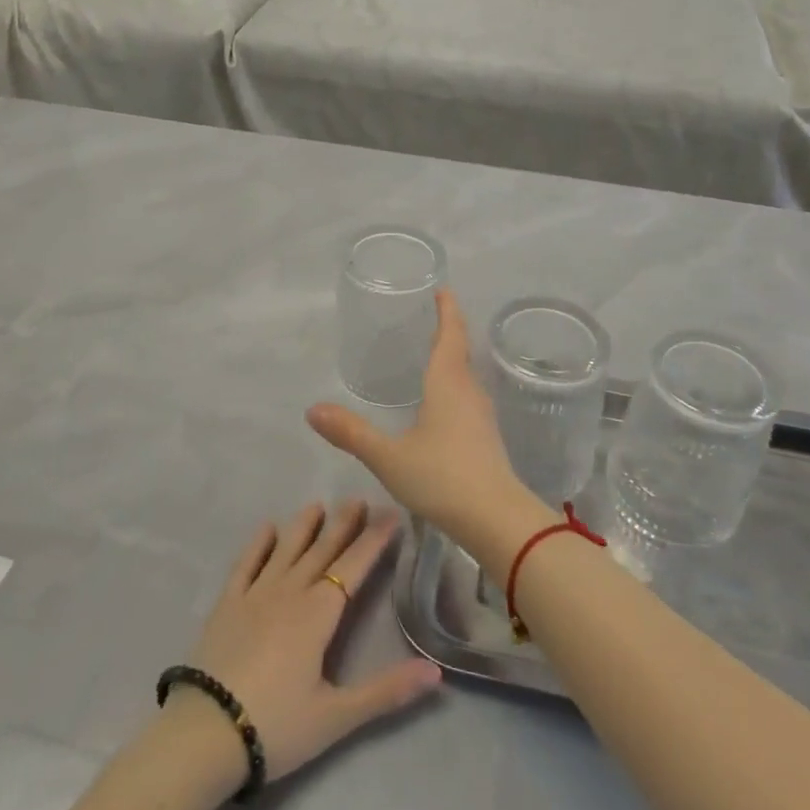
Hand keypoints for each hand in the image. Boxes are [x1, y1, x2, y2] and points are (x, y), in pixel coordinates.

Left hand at [181, 499, 441, 784]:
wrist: (205, 734)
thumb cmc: (276, 725)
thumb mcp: (336, 717)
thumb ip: (386, 691)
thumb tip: (436, 671)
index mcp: (318, 614)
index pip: (353, 567)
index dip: (374, 540)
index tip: (391, 514)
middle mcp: (289, 593)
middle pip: (322, 551)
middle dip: (343, 525)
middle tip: (358, 500)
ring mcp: (255, 595)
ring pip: (286, 550)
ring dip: (304, 527)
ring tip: (318, 505)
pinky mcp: (227, 605)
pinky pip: (246, 564)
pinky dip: (258, 544)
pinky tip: (267, 528)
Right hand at [306, 290, 554, 565]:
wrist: (497, 519)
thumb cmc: (442, 477)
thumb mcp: (389, 456)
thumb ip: (352, 433)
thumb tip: (313, 410)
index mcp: (448, 383)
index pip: (450, 335)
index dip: (447, 311)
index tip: (443, 289)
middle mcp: (469, 391)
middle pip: (460, 352)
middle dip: (448, 332)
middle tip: (431, 317)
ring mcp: (482, 415)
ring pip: (466, 376)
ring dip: (453, 360)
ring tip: (433, 355)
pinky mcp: (487, 438)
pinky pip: (468, 397)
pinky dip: (455, 386)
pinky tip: (443, 403)